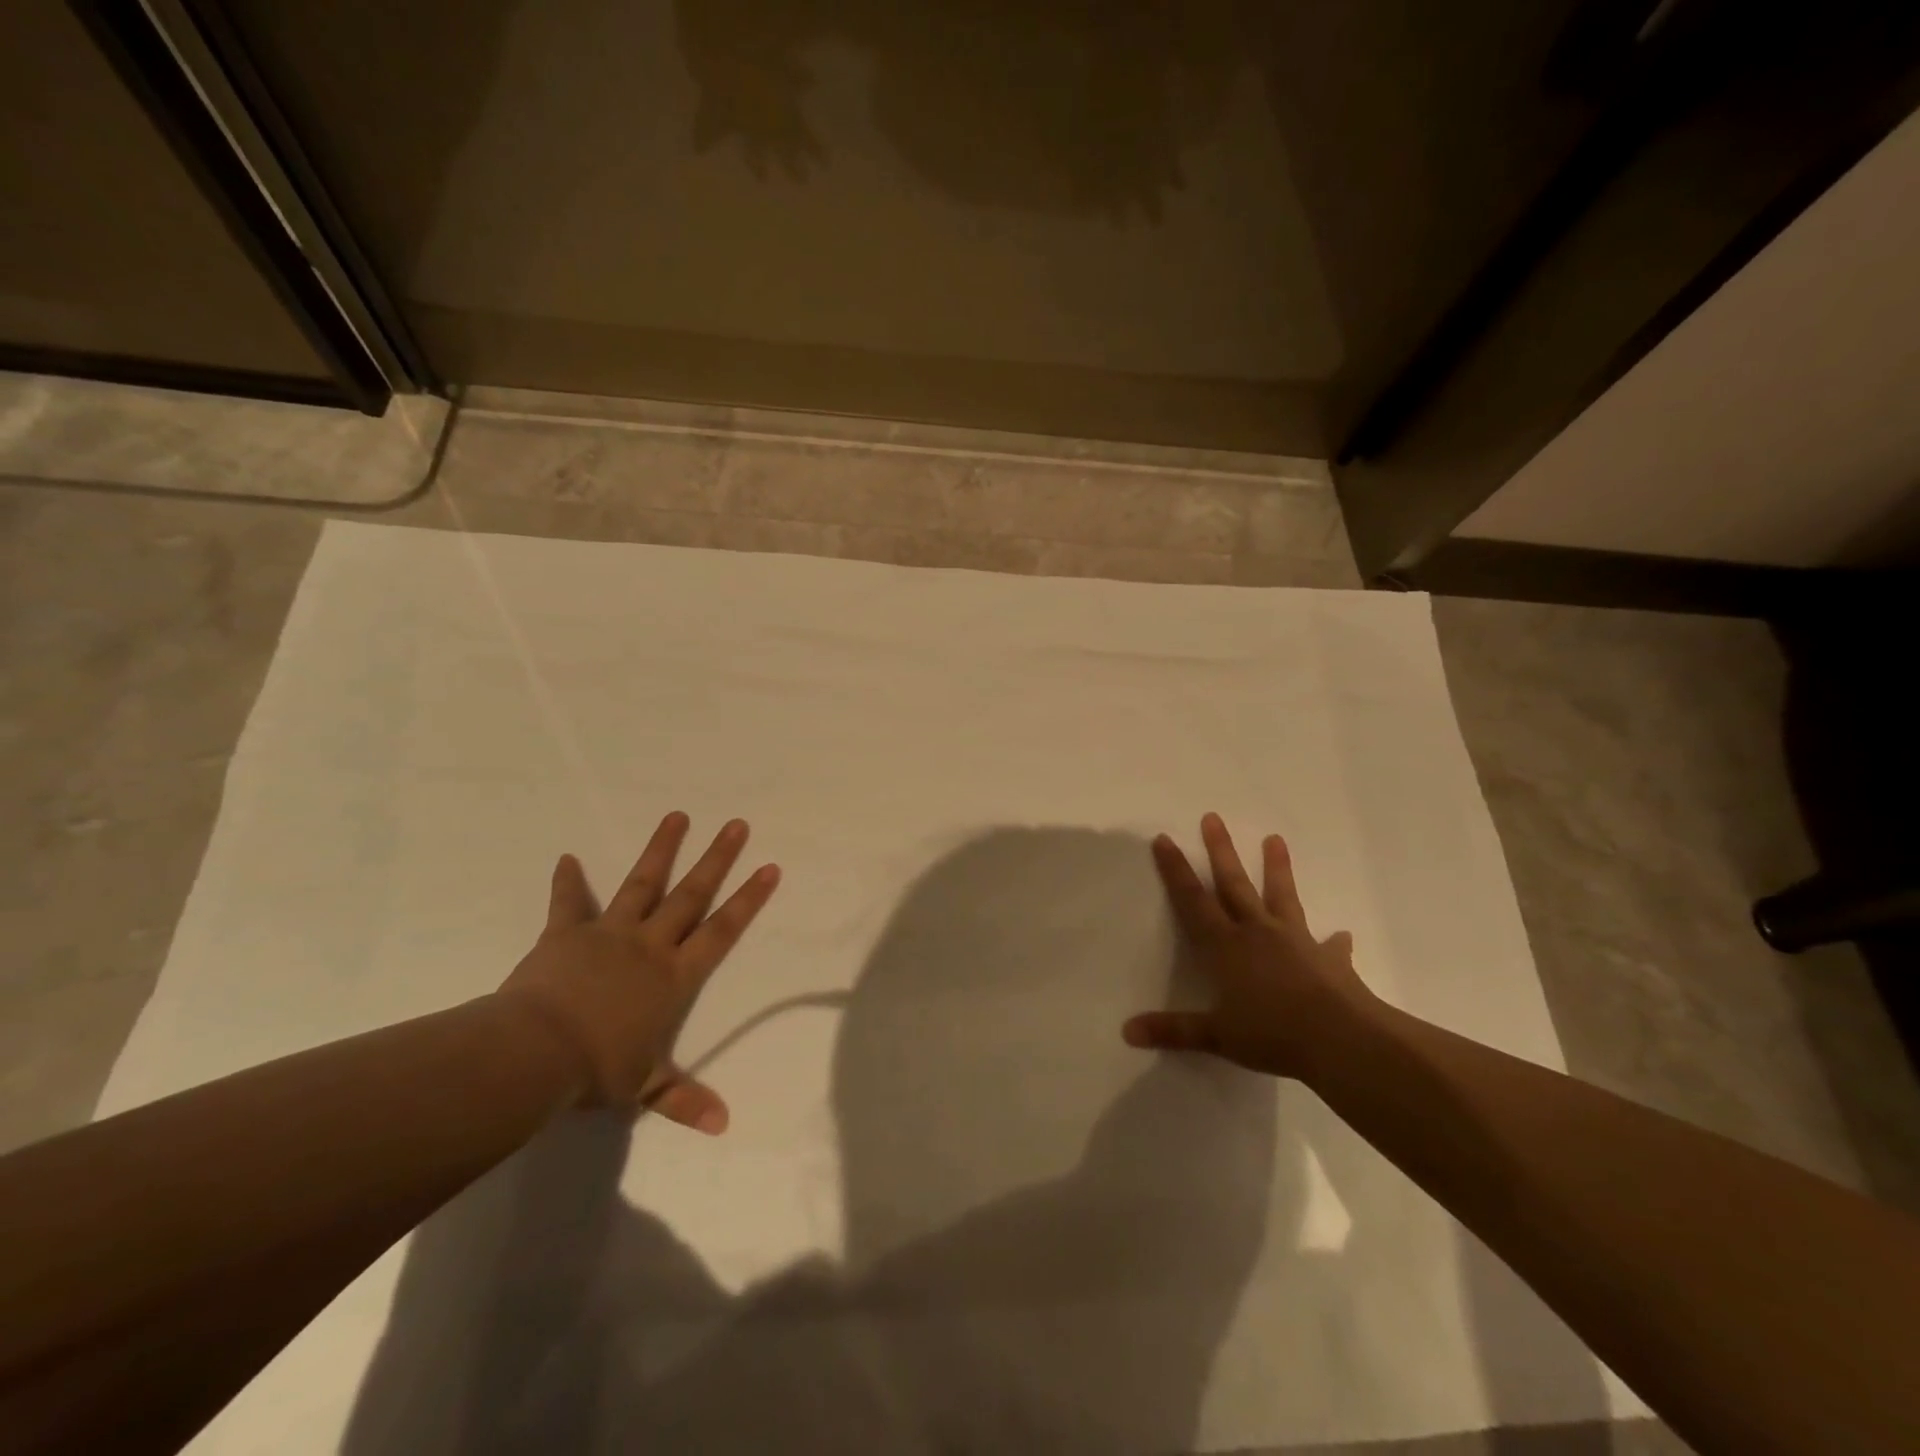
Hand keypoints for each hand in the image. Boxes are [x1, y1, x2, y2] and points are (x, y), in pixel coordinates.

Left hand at [496, 813, 779, 1132]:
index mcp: (673, 976)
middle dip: (717, 859)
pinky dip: (569, 882)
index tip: (769, 868)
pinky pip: (569, 903)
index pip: (721, 931)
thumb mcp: (645, 1088)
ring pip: (642, 884)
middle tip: (737, 824)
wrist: (534, 1053)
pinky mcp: (566, 934)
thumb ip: (684, 1100)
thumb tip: (724, 1126)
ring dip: (661, 849)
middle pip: (690, 895)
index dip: (748, 900)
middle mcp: (649, 945)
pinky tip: (568, 858)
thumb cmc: (596, 1068)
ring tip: (678, 816)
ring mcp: (607, 934)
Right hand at [1124, 813, 1375, 1080]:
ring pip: (1281, 897)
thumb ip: (1174, 1031)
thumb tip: (1127, 1032)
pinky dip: (1333, 941)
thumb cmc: (1272, 1034)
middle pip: (1234, 884)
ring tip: (1276, 839)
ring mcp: (1296, 942)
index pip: (1193, 901)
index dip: (1176, 871)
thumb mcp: (1217, 1036)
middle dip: (1220, 851)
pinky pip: (1330, 946)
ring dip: (1277, 869)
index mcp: (1226, 947)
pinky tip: (1341, 934)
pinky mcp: (1329, 960)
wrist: (1342, 1040)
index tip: (1164, 840)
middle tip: (1213, 817)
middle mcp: (1257, 933)